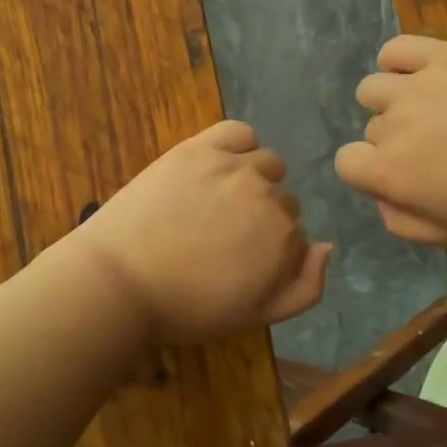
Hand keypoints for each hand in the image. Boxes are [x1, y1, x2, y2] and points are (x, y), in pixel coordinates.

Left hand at [67, 121, 331, 345]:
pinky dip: (239, 145)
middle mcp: (268, 196)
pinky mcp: (199, 149)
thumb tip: (327, 246)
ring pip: (267, 164)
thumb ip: (306, 287)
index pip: (296, 234)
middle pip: (283, 198)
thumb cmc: (187, 308)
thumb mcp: (256, 315)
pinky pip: (240, 132)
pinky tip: (221, 163)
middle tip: (222, 237)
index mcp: (285, 239)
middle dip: (262, 217)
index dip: (270, 250)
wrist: (119, 282)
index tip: (239, 262)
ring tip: (218, 201)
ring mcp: (234, 167)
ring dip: (255, 180)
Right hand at [334, 35, 446, 250]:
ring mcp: (419, 84)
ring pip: (373, 88)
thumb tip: (383, 200)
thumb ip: (406, 223)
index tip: (404, 181)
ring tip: (429, 113)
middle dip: (394, 144)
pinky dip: (397, 61)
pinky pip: (397, 48)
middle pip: (371, 130)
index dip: (370, 174)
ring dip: (391, 103)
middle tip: (441, 155)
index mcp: (393, 171)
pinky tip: (421, 75)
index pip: (346, 163)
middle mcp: (394, 124)